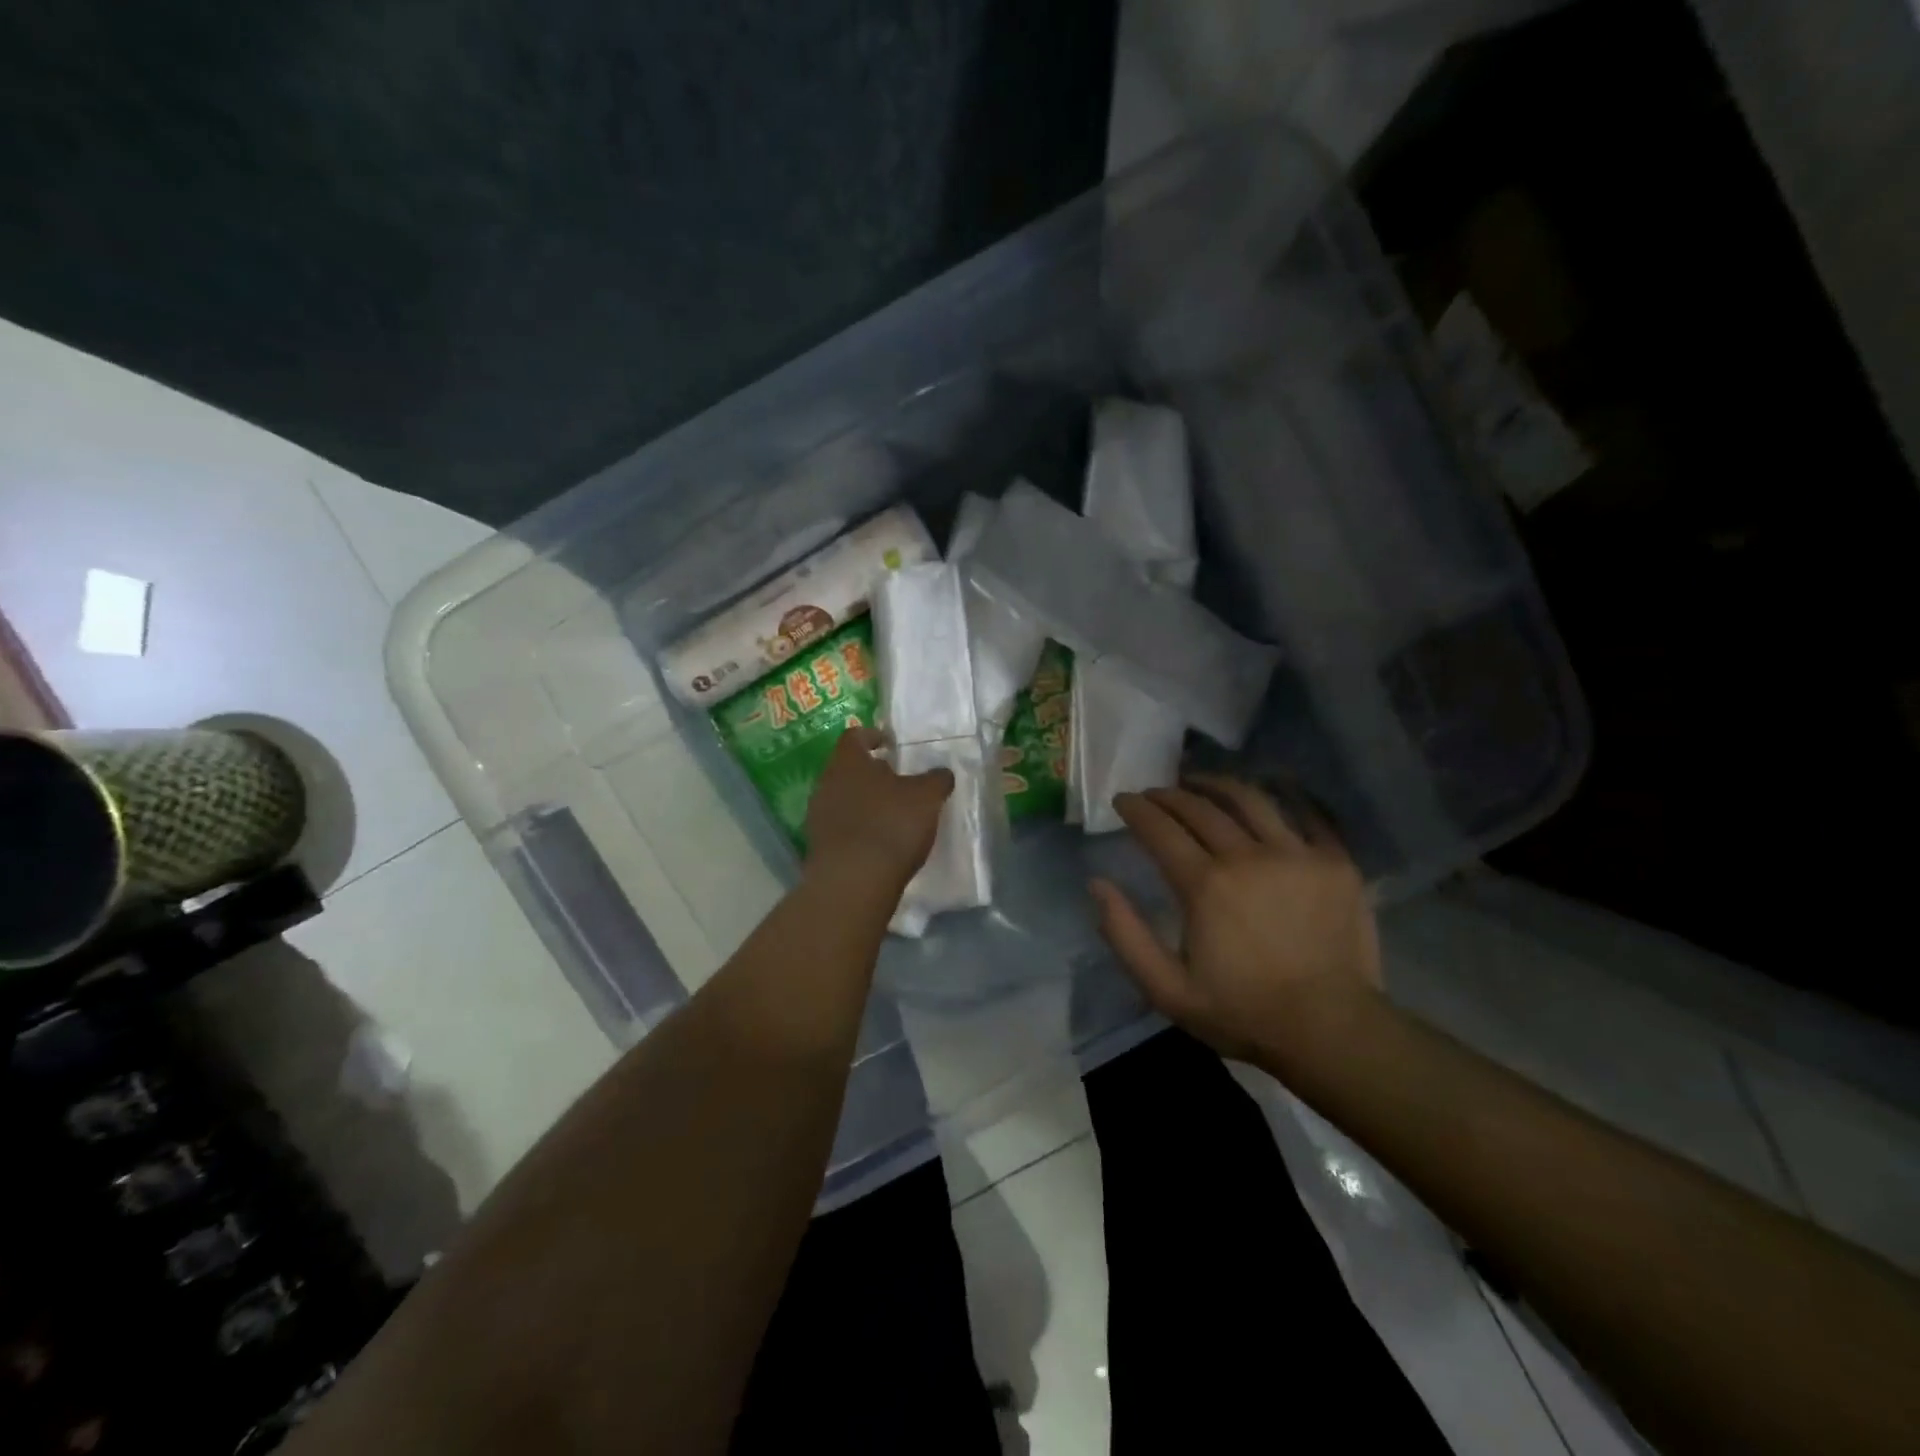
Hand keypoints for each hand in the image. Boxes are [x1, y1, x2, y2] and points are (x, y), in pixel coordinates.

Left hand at [804, 726, 952, 887]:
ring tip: (891, 814)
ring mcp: (818, 815)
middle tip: (897, 782)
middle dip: (871, 773)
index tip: (890, 744)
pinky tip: (878, 841)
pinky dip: (858, 827)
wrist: (854, 881)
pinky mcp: (818, 845)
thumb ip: (936, 780)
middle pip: (848, 768)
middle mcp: (826, 782)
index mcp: (848, 761)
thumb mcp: (927, 798)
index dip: (873, 736)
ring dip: (864, 802)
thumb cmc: (891, 825)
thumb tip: (942, 772)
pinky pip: (841, 826)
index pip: (855, 736)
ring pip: (843, 797)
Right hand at [1091, 776, 1383, 1066]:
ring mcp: (1296, 854)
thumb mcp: (1166, 989)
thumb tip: (1097, 884)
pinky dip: (1283, 798)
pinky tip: (1268, 794)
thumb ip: (1125, 935)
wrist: (1331, 1031)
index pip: (1160, 828)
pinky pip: (1308, 814)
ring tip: (1200, 784)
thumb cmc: (1243, 1013)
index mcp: (1204, 884)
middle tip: (1155, 794)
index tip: (1123, 800)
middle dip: (1169, 795)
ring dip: (1217, 785)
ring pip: (1250, 799)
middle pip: (1200, 807)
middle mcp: (1247, 856)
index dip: (1136, 809)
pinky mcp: (1336, 862)